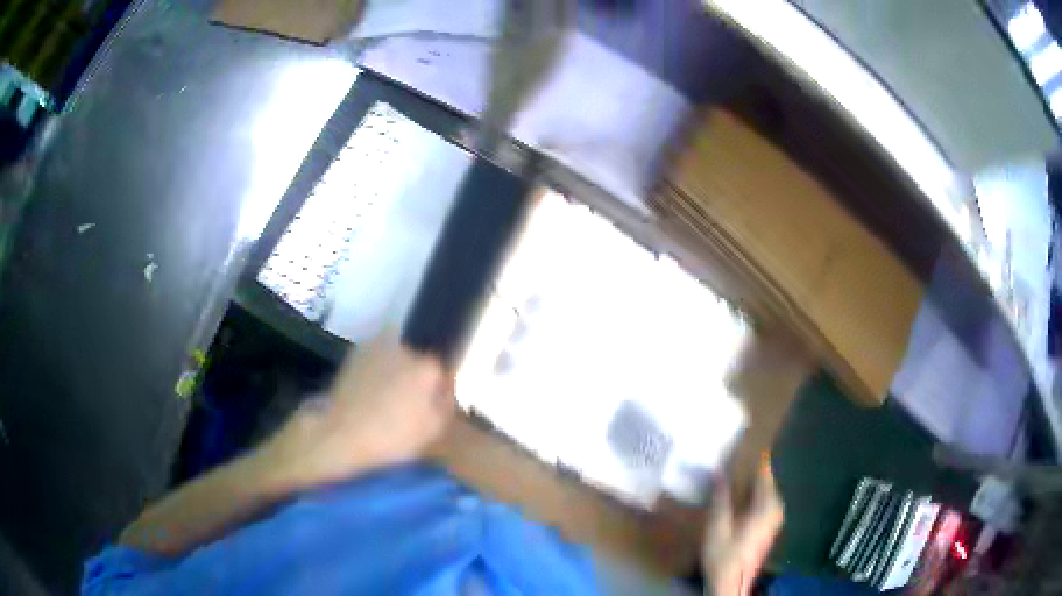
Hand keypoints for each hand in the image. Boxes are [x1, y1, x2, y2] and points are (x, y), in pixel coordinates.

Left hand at [256, 332, 454, 491]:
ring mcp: (379, 346)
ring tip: (386, 396)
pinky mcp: (358, 351)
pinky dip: (378, 368)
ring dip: (397, 369)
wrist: (341, 433)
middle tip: (409, 400)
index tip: (432, 402)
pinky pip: (378, 357)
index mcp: (427, 367)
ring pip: (399, 355)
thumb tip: (446, 385)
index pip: (443, 369)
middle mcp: (405, 348)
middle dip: (418, 375)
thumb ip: (446, 401)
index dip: (439, 387)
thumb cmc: (392, 438)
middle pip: (421, 358)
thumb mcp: (432, 429)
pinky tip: (370, 390)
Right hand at [702, 458, 784, 595]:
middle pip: (766, 481)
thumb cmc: (725, 555)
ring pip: (765, 492)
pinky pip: (764, 501)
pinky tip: (739, 494)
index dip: (757, 457)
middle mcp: (775, 508)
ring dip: (752, 481)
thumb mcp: (718, 525)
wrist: (732, 583)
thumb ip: (721, 497)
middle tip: (735, 454)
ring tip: (734, 470)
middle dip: (753, 468)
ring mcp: (774, 518)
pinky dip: (753, 493)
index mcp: (767, 505)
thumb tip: (720, 471)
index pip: (765, 473)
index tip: (747, 440)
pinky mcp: (768, 527)